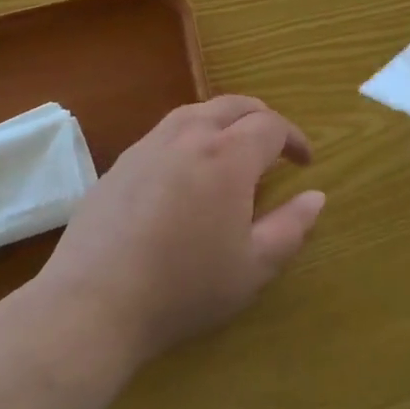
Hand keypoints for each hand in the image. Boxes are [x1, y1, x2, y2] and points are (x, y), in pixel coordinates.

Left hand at [38, 96, 323, 365]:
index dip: (294, 138)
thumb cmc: (184, 287)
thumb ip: (291, 228)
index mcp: (228, 156)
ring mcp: (149, 145)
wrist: (93, 303)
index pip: (271, 125)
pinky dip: (190, 135)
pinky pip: (165, 131)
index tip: (304, 161)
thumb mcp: (252, 268)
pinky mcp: (120, 162)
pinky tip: (185, 170)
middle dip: (261, 118)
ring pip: (196, 111)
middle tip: (274, 146)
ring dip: (224, 120)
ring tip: (232, 148)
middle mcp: (189, 136)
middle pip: (234, 105)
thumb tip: (316, 196)